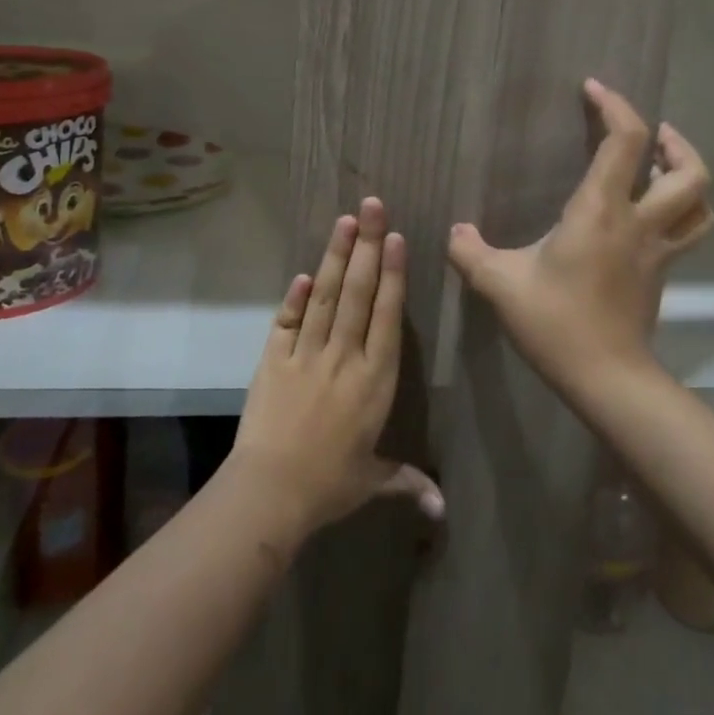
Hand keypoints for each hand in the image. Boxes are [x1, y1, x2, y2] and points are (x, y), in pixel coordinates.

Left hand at [231, 198, 443, 536]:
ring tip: (345, 222)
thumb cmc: (329, 486)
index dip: (393, 275)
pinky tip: (304, 272)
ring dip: (336, 257)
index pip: (387, 316)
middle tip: (372, 207)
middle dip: (367, 247)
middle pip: (359, 293)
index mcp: (374, 380)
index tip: (396, 239)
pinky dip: (295, 296)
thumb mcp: (372, 481)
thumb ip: (407, 481)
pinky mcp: (273, 360)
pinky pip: (287, 321)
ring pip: (326, 297)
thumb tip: (443, 508)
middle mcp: (344, 357)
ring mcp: (306, 354)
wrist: (270, 492)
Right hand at [448, 79, 713, 395]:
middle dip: (673, 141)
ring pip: (701, 203)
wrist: (605, 377)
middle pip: (690, 171)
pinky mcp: (661, 274)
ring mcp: (658, 250)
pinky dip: (683, 211)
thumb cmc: (554, 323)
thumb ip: (470, 253)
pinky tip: (651, 215)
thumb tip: (456, 234)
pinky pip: (688, 231)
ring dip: (688, 175)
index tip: (593, 89)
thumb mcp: (499, 284)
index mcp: (601, 212)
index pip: (626, 142)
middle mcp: (639, 223)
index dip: (615, 106)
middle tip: (648, 133)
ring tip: (661, 166)